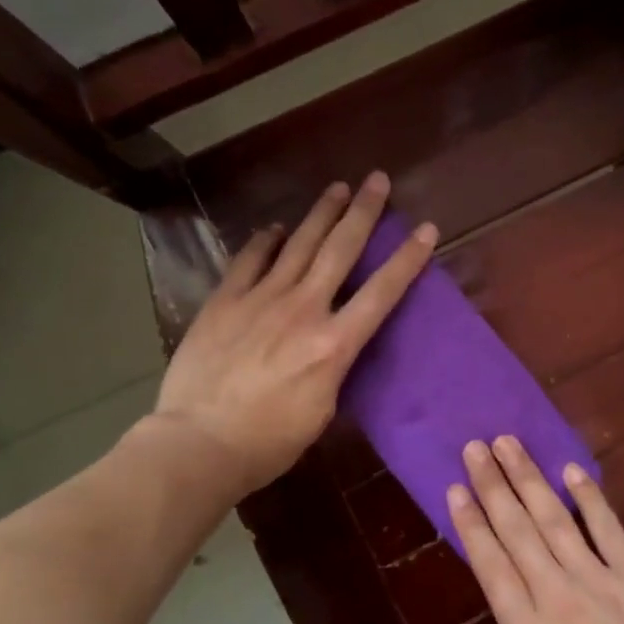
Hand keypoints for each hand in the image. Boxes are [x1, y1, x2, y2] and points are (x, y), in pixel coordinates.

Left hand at [153, 173, 435, 493]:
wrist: (199, 442)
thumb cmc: (268, 442)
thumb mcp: (321, 412)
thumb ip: (334, 369)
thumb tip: (334, 347)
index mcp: (334, 344)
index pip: (381, 292)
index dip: (407, 259)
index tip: (425, 228)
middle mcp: (303, 309)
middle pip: (340, 250)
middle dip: (364, 212)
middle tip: (378, 180)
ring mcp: (261, 299)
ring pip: (298, 244)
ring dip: (321, 213)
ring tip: (338, 188)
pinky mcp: (225, 301)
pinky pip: (249, 260)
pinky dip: (264, 241)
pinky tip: (274, 229)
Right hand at [448, 436, 623, 623]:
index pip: (491, 566)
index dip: (471, 524)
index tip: (456, 489)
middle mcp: (555, 596)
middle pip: (517, 530)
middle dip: (493, 486)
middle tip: (475, 447)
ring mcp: (598, 580)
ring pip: (554, 519)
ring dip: (529, 479)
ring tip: (509, 444)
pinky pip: (608, 529)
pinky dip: (589, 498)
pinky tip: (571, 471)